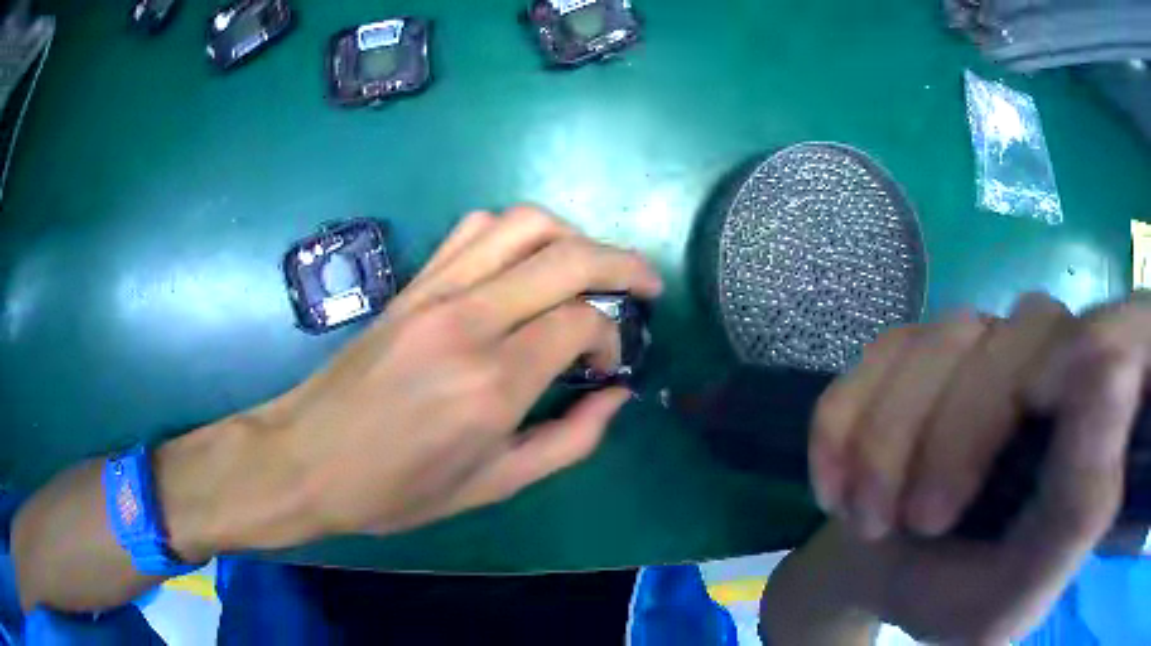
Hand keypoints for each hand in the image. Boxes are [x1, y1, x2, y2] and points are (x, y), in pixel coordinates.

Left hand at [255, 206, 662, 539]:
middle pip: (568, 256)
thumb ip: (570, 440)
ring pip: (524, 224)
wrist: (308, 458)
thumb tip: (617, 396)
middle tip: (646, 285)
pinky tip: (526, 261)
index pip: (582, 322)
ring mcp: (436, 291)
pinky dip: (516, 231)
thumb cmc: (397, 488)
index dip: (612, 336)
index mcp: (493, 384)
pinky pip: (475, 229)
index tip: (608, 364)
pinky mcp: (413, 283)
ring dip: (573, 236)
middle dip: (623, 263)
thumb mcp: (494, 485)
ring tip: (591, 266)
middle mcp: (469, 320)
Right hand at [806, 293, 1149, 641]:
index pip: (1110, 338)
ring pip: (937, 341)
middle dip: (955, 434)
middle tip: (914, 523)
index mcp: (1087, 418)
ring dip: (888, 441)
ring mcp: (976, 343)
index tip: (1034, 420)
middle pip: (1016, 335)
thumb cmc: (961, 595)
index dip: (1080, 361)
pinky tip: (834, 487)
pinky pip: (875, 358)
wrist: (885, 576)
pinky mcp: (910, 350)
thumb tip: (1116, 373)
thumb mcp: (1019, 590)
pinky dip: (843, 426)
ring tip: (867, 520)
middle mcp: (1045, 359)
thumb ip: (1080, 507)